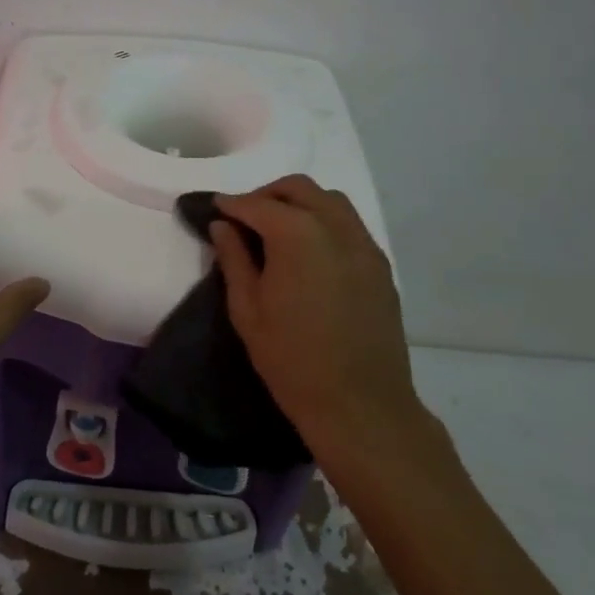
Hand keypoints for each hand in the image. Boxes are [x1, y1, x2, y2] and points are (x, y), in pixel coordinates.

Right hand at [208, 174, 422, 458]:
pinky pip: (349, 226)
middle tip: (244, 219)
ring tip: (277, 232)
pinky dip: (324, 223)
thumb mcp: (247, 310)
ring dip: (299, 204)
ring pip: (330, 201)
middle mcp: (335, 228)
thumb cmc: (291, 360)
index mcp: (297, 236)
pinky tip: (309, 253)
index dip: (231, 204)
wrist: (360, 404)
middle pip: (298, 190)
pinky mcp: (380, 266)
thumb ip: (234, 259)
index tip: (214, 209)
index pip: (257, 205)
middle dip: (267, 195)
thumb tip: (223, 226)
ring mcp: (364, 245)